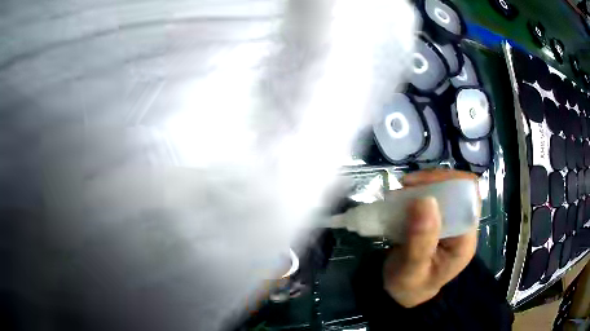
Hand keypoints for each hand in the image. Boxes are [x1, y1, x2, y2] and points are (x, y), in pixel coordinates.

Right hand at [382, 170, 478, 307]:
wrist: (404, 294)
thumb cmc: (409, 286)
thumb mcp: (412, 269)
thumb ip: (420, 240)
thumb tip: (426, 200)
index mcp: (464, 240)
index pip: (469, 198)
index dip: (449, 184)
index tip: (420, 186)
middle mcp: (462, 227)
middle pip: (459, 189)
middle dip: (433, 181)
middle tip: (406, 186)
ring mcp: (451, 222)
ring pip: (446, 189)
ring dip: (424, 185)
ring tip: (401, 191)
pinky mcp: (439, 221)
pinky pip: (433, 197)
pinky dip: (418, 192)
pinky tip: (402, 197)